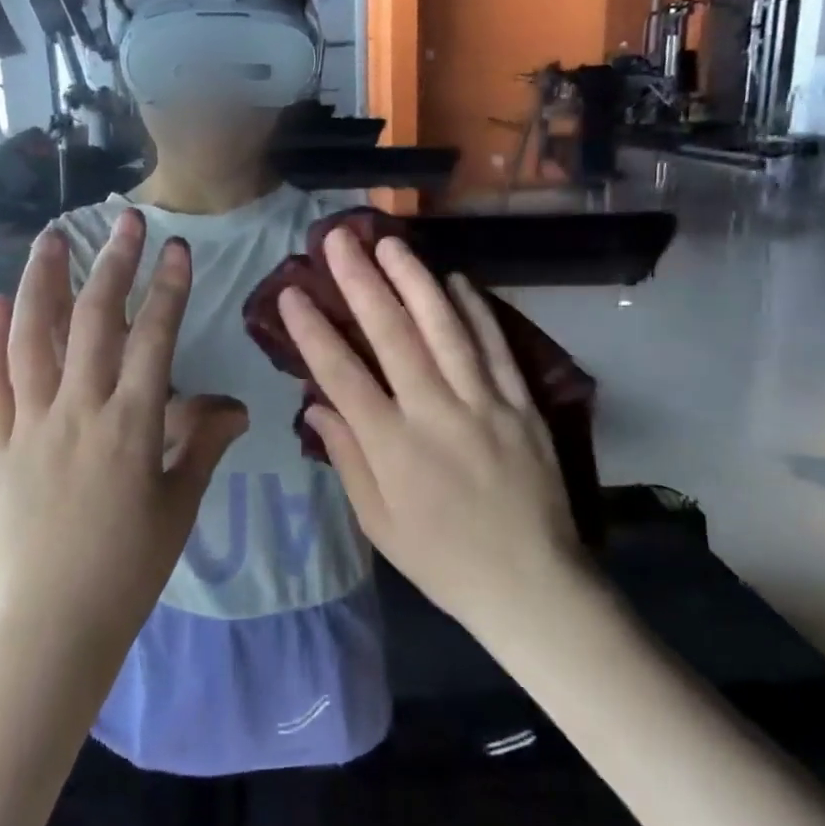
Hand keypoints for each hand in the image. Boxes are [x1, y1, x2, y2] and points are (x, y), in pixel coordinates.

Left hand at [0, 210, 246, 661]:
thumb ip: (203, 445)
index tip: (175, 248)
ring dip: (41, 283)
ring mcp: (30, 424)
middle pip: (94, 322)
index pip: (153, 339)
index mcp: (130, 425)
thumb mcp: (178, 505)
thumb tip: (236, 405)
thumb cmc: (128, 567)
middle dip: (112, 265)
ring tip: (51, 238)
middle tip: (123, 221)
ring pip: (32, 338)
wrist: (54, 622)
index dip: (168, 289)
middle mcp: (78, 411)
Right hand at [277, 228, 588, 631]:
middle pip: (392, 335)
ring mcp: (484, 403)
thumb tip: (315, 405)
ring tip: (390, 242)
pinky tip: (455, 279)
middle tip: (337, 239)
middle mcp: (436, 413)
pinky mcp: (522, 403)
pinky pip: (494, 346)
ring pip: (445, 328)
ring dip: (414, 279)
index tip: (291, 293)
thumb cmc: (442, 559)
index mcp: (393, 447)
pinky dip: (474, 309)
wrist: (533, 586)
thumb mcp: (378, 522)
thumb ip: (347, 457)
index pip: (342, 375)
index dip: (313, 331)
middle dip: (360, 282)